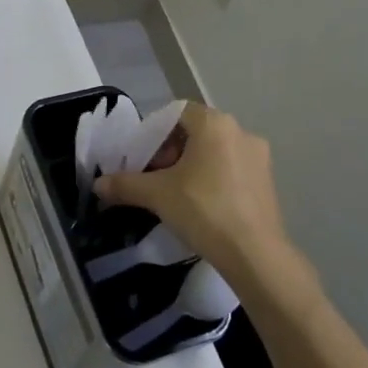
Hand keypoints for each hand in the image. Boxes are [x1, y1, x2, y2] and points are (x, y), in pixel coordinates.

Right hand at [94, 103, 301, 290]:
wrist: (254, 254)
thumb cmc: (203, 210)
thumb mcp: (156, 195)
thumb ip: (125, 184)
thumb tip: (98, 185)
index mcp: (214, 124)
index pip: (176, 113)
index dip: (155, 133)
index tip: (143, 159)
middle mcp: (240, 131)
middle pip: (195, 132)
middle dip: (171, 151)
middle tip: (156, 177)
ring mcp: (259, 157)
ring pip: (215, 151)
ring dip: (192, 166)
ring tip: (177, 194)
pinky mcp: (268, 181)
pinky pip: (233, 169)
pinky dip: (213, 179)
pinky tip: (203, 206)